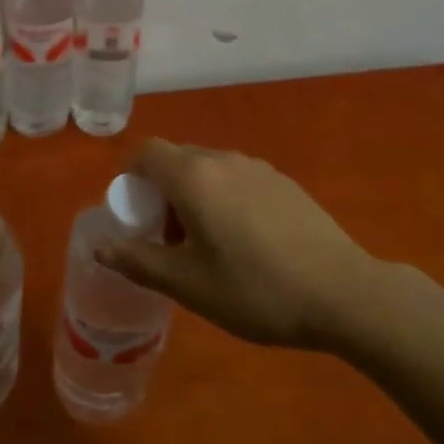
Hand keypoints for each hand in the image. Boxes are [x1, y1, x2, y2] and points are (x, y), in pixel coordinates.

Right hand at [95, 139, 374, 348]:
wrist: (343, 292)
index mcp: (194, 177)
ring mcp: (258, 167)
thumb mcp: (189, 284)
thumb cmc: (256, 290)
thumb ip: (139, 260)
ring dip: (193, 196)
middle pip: (177, 159)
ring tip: (205, 246)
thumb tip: (100, 245)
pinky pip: (237, 178)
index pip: (147, 152)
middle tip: (167, 239)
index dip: (130, 176)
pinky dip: (224, 198)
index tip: (133, 213)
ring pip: (209, 169)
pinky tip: (245, 243)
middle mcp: (224, 160)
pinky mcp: (283, 182)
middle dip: (161, 192)